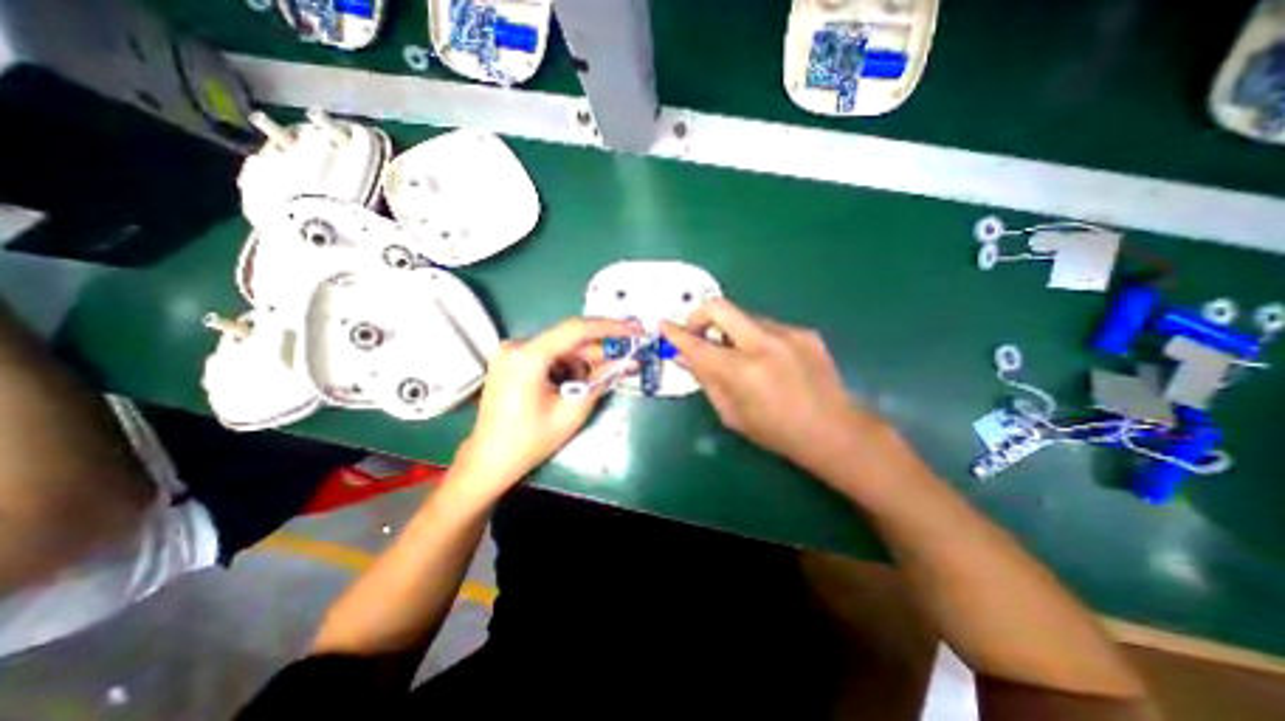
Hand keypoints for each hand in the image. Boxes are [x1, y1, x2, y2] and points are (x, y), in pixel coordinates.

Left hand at [454, 317, 638, 491]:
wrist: (489, 460)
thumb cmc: (530, 441)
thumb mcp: (572, 411)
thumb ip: (601, 380)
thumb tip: (627, 362)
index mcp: (527, 356)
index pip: (576, 330)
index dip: (610, 328)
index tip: (635, 330)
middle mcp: (516, 345)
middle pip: (568, 339)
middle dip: (599, 351)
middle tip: (624, 361)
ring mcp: (511, 352)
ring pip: (560, 348)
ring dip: (583, 362)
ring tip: (598, 381)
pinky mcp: (511, 361)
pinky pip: (549, 355)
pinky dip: (567, 366)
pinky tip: (575, 385)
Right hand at [661, 299, 884, 479]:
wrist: (834, 431)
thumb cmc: (775, 432)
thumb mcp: (731, 413)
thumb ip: (706, 380)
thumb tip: (683, 357)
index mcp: (742, 371)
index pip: (698, 344)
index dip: (676, 333)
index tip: (663, 325)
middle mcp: (764, 344)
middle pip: (720, 307)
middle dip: (700, 314)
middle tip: (697, 332)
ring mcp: (788, 334)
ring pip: (745, 317)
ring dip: (732, 331)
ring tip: (739, 356)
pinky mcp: (805, 332)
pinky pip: (768, 327)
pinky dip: (757, 338)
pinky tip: (769, 361)